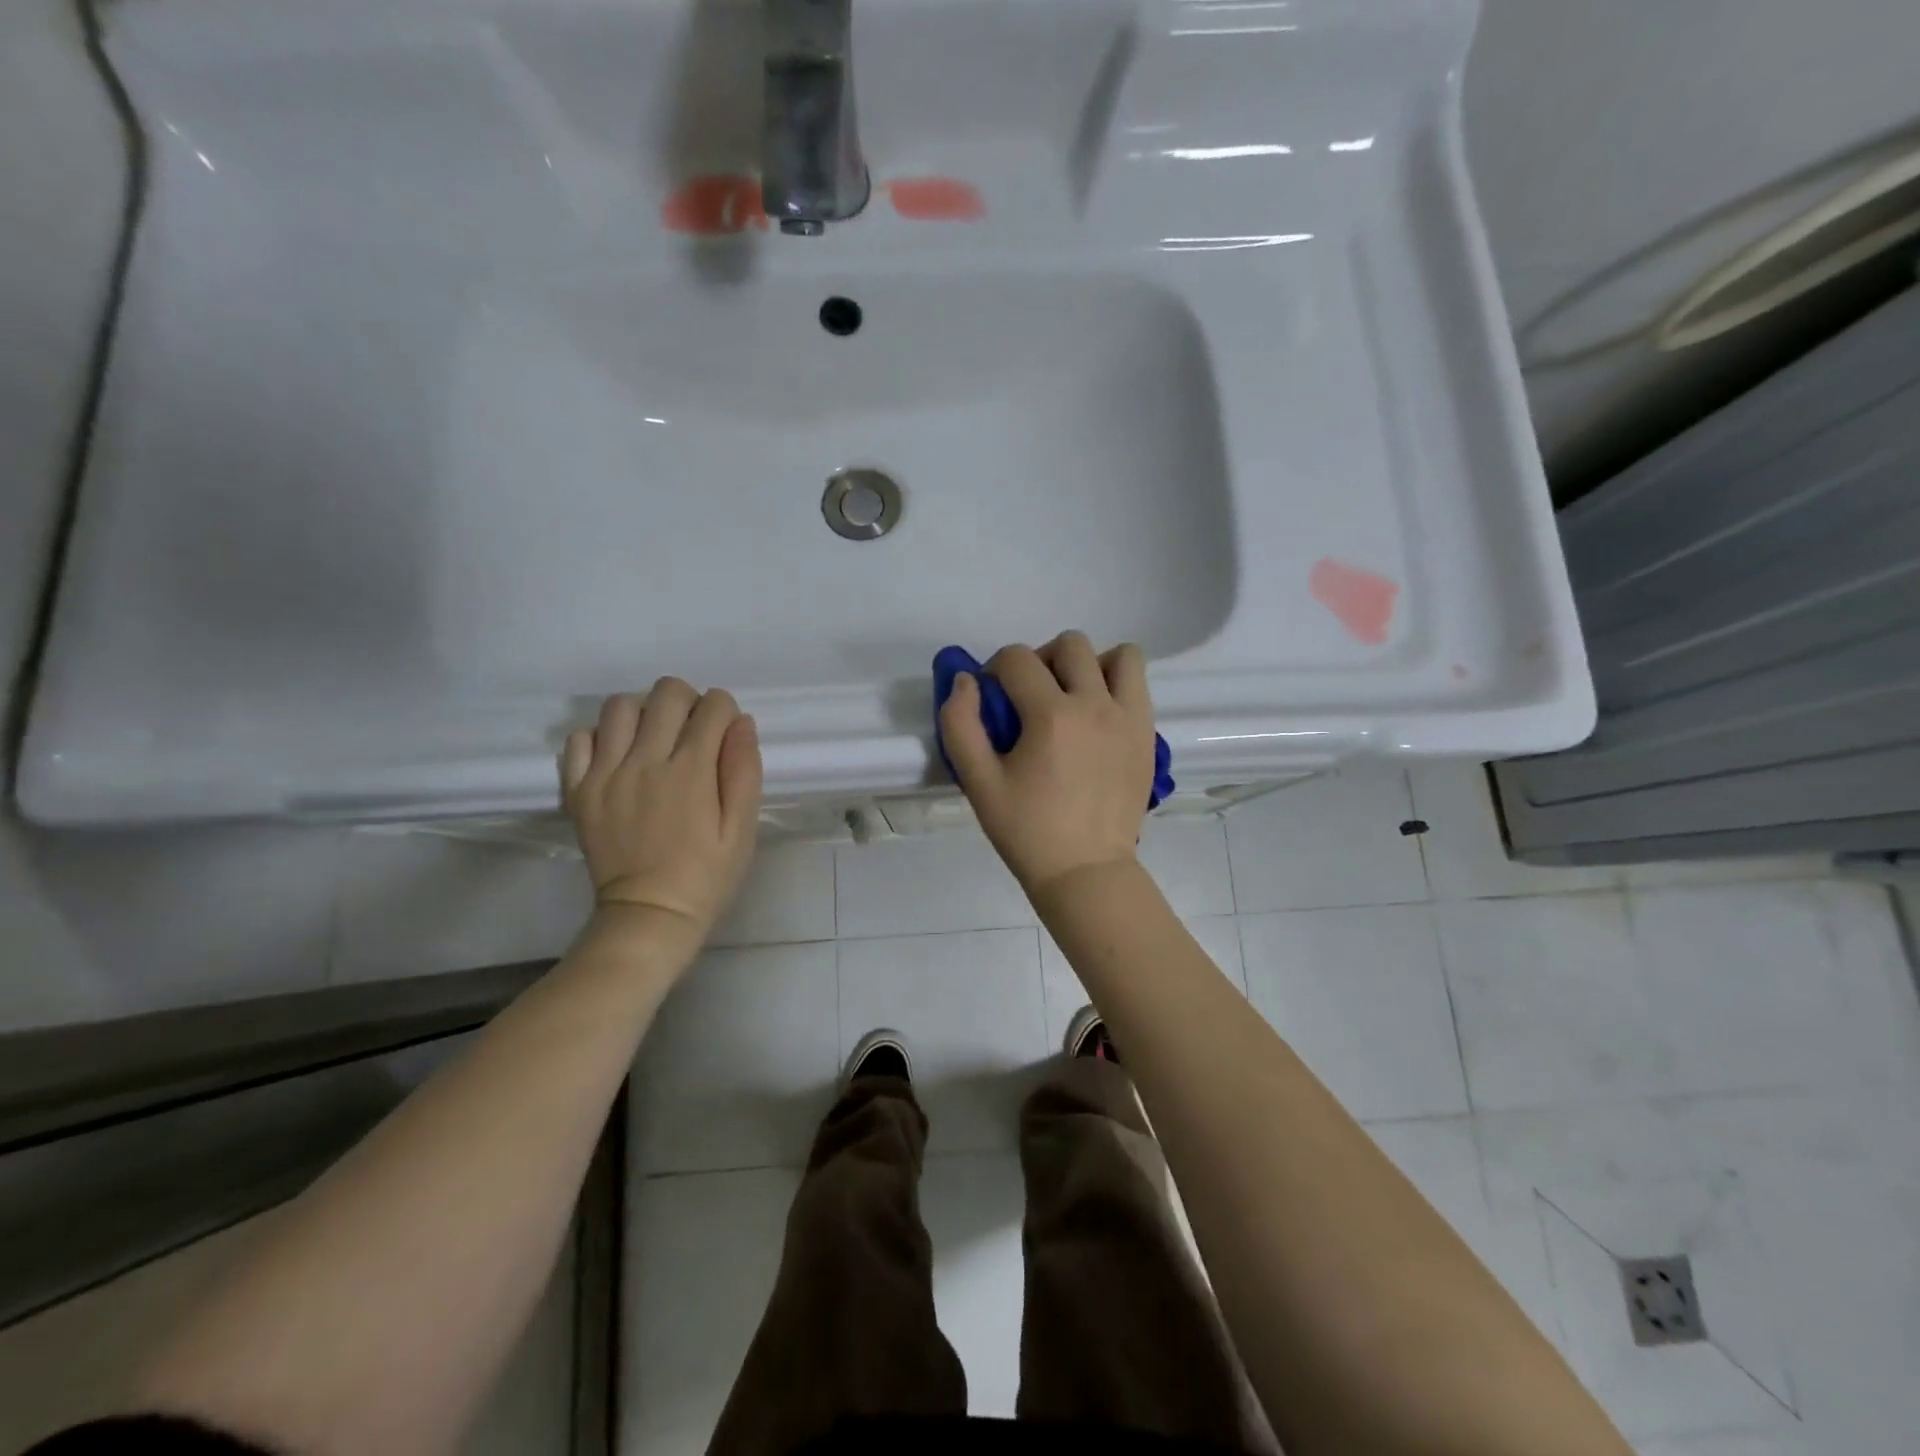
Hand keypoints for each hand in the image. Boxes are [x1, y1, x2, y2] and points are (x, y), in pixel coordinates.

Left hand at [562, 679, 762, 942]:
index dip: (726, 712)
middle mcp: (646, 761)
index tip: (726, 734)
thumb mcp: (742, 829)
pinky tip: (619, 758)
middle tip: (693, 733)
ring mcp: (606, 773)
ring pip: (620, 706)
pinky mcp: (579, 789)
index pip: (713, 706)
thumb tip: (741, 722)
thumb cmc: (707, 875)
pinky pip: (580, 738)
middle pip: (667, 693)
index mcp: (692, 771)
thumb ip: (744, 771)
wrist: (649, 915)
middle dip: (689, 702)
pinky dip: (601, 737)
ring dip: (645, 713)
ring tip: (655, 740)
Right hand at [940, 632, 1155, 895]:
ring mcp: (1129, 718)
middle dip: (1041, 661)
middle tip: (1031, 700)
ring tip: (1073, 700)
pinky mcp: (1148, 734)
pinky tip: (1096, 720)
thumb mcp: (978, 782)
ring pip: (1118, 655)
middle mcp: (1096, 705)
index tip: (993, 701)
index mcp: (1051, 716)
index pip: (1017, 658)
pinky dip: (1116, 686)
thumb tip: (965, 680)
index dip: (995, 671)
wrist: (1085, 871)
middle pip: (1069, 645)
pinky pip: (1138, 683)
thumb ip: (961, 724)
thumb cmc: (1027, 830)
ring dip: (1089, 666)